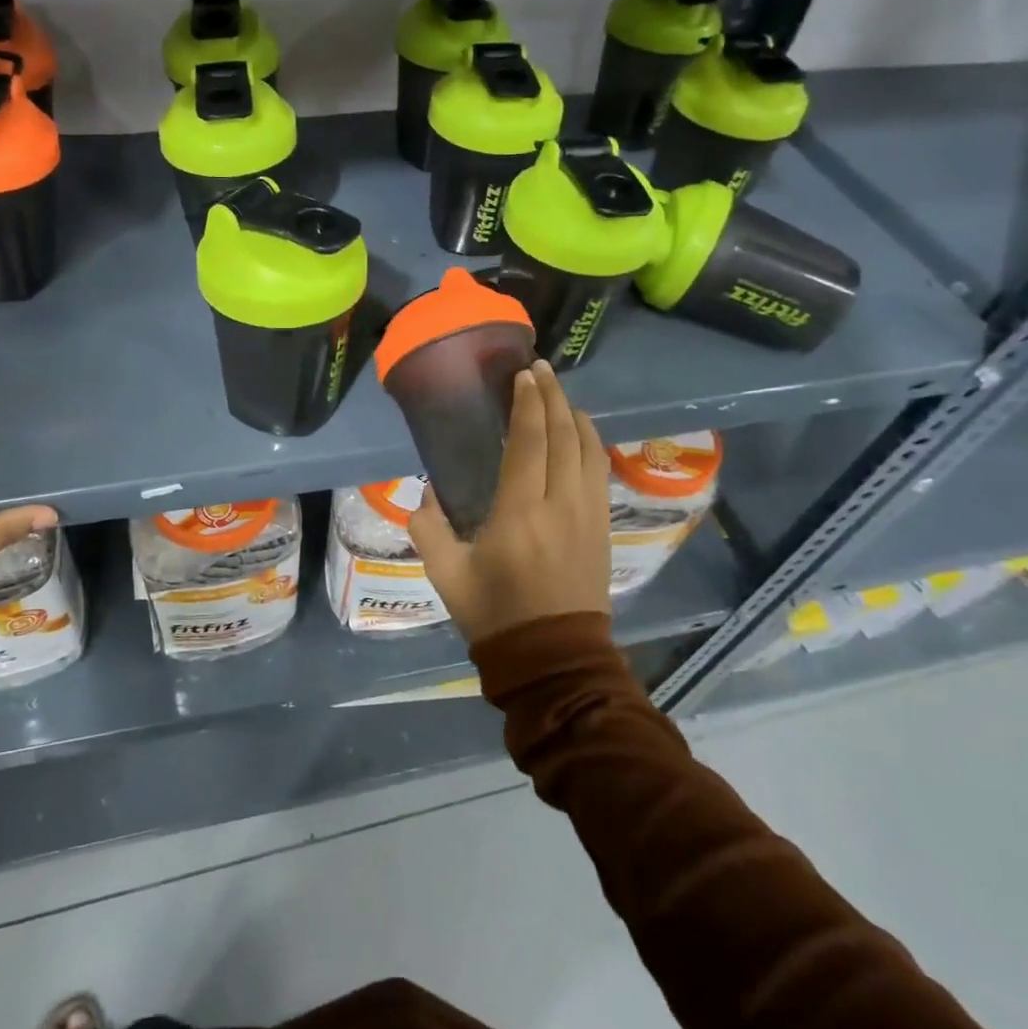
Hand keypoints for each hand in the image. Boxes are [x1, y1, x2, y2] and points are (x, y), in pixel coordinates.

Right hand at [408, 361, 611, 644]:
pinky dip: (591, 443)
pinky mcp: (603, 528)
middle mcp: (561, 504)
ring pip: (588, 449)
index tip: (524, 375)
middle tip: (541, 370)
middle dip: (553, 397)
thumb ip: (428, 528)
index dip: (528, 403)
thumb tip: (424, 493)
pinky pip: (600, 471)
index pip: (529, 442)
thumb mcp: (446, 575)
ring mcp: (588, 515)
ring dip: (575, 415)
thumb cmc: (495, 615)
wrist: (554, 659)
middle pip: (564, 435)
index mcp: (520, 513)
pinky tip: (581, 433)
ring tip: (560, 394)